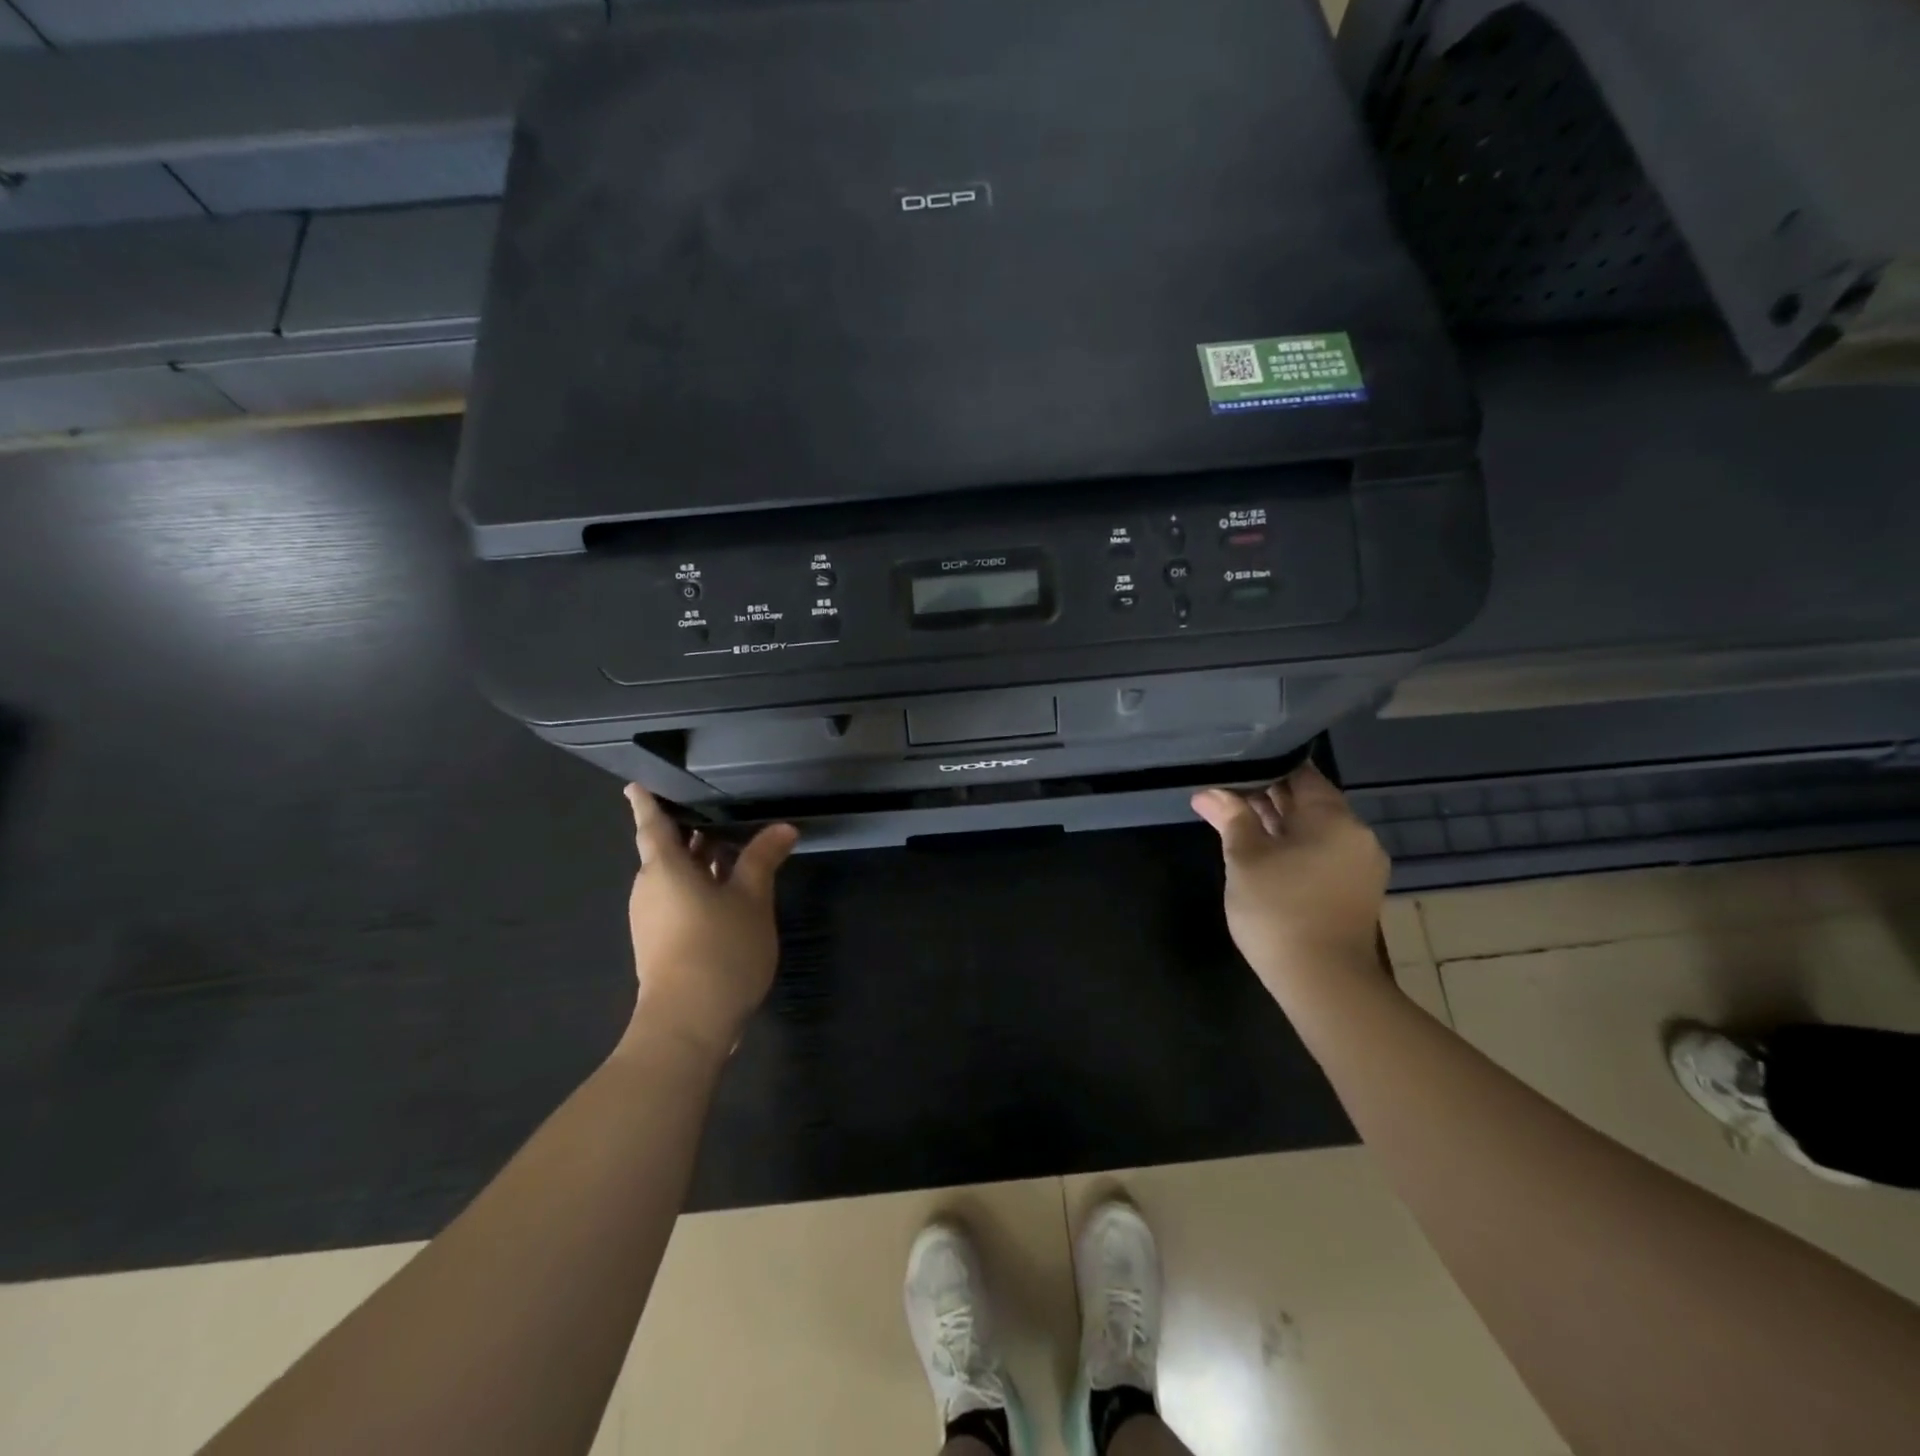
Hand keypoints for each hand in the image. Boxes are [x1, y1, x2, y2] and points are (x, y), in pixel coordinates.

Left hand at [622, 785, 799, 1059]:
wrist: (688, 1023)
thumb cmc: (718, 947)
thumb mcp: (751, 899)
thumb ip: (762, 859)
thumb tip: (782, 828)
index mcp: (665, 868)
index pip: (653, 825)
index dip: (646, 803)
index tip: (636, 784)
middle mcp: (650, 889)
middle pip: (666, 852)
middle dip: (689, 834)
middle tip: (716, 812)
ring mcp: (652, 919)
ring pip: (674, 879)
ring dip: (699, 864)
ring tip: (732, 849)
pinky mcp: (659, 944)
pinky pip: (677, 902)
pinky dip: (699, 889)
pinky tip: (728, 894)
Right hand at [1191, 763, 1390, 1000]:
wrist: (1324, 982)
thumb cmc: (1279, 910)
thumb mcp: (1244, 859)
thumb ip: (1230, 818)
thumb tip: (1209, 792)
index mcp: (1334, 818)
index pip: (1300, 774)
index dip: (1264, 769)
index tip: (1233, 771)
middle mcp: (1356, 834)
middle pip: (1309, 802)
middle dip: (1267, 798)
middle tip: (1226, 799)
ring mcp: (1360, 865)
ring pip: (1315, 830)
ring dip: (1279, 825)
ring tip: (1237, 825)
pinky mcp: (1356, 891)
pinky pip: (1322, 854)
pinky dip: (1295, 848)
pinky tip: (1264, 855)